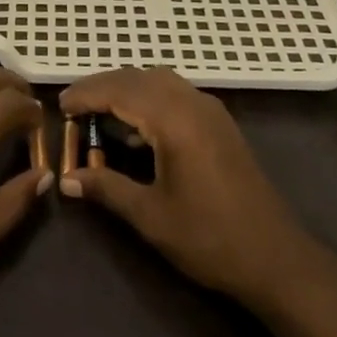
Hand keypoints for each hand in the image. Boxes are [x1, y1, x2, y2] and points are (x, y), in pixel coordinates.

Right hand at [61, 68, 320, 305]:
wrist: (277, 258)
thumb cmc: (210, 238)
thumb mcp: (151, 216)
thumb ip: (107, 189)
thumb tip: (67, 179)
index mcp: (174, 119)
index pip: (119, 90)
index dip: (86, 94)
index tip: (59, 106)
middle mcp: (192, 102)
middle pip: (138, 77)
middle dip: (102, 86)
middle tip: (73, 106)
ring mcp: (209, 110)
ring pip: (158, 80)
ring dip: (126, 89)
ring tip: (98, 112)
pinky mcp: (219, 123)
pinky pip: (175, 93)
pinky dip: (148, 98)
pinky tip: (136, 131)